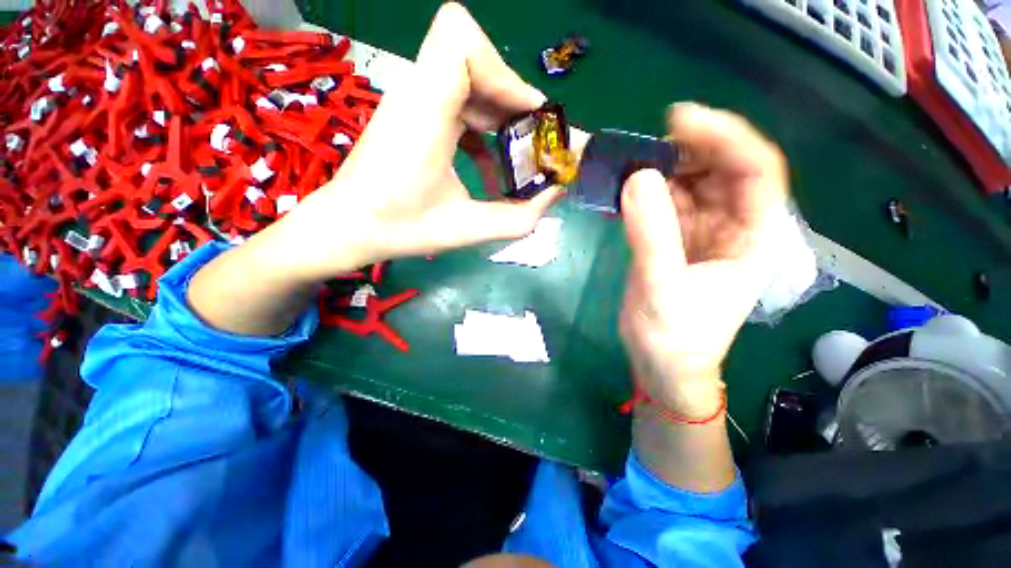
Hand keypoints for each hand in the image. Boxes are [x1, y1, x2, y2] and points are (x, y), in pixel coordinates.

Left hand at [278, 3, 559, 280]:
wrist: (349, 228)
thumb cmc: (402, 228)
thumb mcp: (468, 228)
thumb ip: (519, 218)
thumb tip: (554, 194)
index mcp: (426, 109)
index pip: (462, 40)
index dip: (504, 72)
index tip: (527, 118)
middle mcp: (416, 92)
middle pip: (473, 57)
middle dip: (512, 98)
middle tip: (531, 141)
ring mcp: (412, 101)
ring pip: (468, 79)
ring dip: (499, 113)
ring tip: (516, 155)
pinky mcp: (412, 115)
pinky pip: (456, 101)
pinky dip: (481, 127)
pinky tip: (489, 165)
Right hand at [620, 103, 788, 416]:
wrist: (663, 366)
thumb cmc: (674, 338)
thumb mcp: (662, 288)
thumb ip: (651, 235)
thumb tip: (637, 178)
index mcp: (754, 237)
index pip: (755, 170)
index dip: (724, 137)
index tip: (680, 120)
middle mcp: (735, 227)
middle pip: (723, 170)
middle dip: (691, 149)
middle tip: (647, 142)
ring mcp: (704, 233)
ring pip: (693, 185)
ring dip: (665, 170)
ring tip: (631, 163)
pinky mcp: (677, 241)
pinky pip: (668, 205)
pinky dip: (649, 193)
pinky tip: (629, 189)